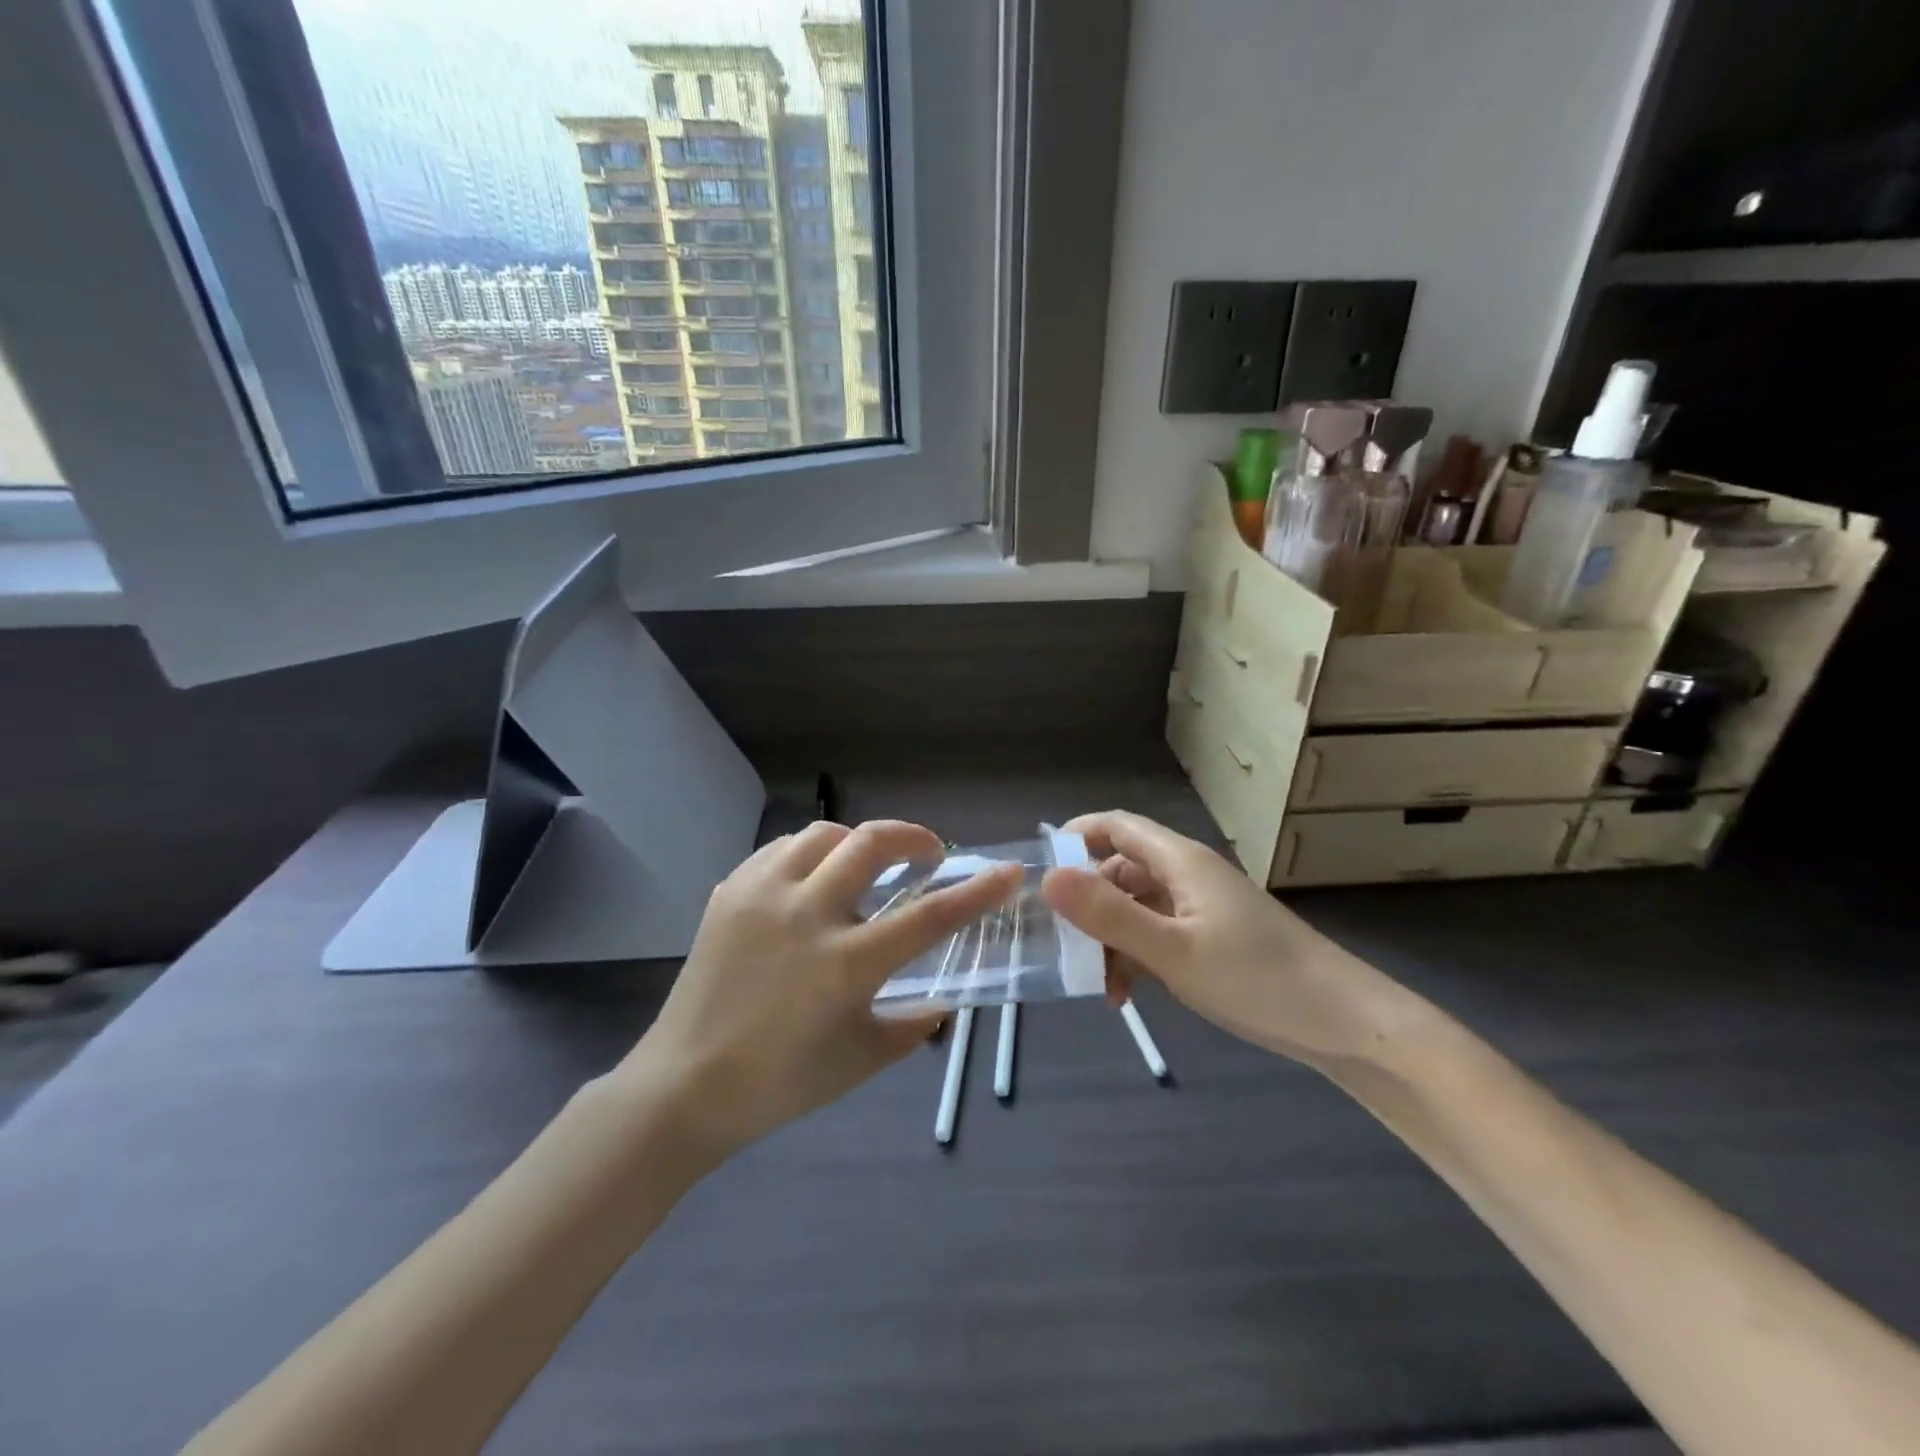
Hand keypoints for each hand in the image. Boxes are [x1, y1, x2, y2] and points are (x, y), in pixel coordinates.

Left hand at [617, 821, 1020, 1159]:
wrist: (683, 1085)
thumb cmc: (780, 1082)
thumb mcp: (860, 1061)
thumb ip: (911, 1027)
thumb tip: (944, 1003)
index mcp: (846, 963)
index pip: (929, 916)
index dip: (977, 891)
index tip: (1009, 872)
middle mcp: (808, 914)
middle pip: (872, 843)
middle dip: (914, 836)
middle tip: (929, 853)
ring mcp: (763, 895)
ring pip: (824, 834)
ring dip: (858, 841)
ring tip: (866, 864)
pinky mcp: (731, 891)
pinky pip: (781, 848)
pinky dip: (811, 852)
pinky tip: (813, 877)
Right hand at [1042, 810, 1401, 1066]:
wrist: (1345, 1024)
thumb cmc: (1257, 978)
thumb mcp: (1172, 950)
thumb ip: (1109, 914)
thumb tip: (1047, 877)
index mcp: (1180, 861)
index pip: (1116, 826)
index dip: (1075, 836)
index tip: (1039, 868)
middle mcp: (1189, 875)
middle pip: (1122, 869)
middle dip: (1088, 902)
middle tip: (1061, 944)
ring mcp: (1203, 908)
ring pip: (1138, 907)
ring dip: (1111, 937)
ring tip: (1097, 984)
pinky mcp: (1214, 939)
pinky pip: (1159, 933)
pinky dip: (1137, 955)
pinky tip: (1128, 993)